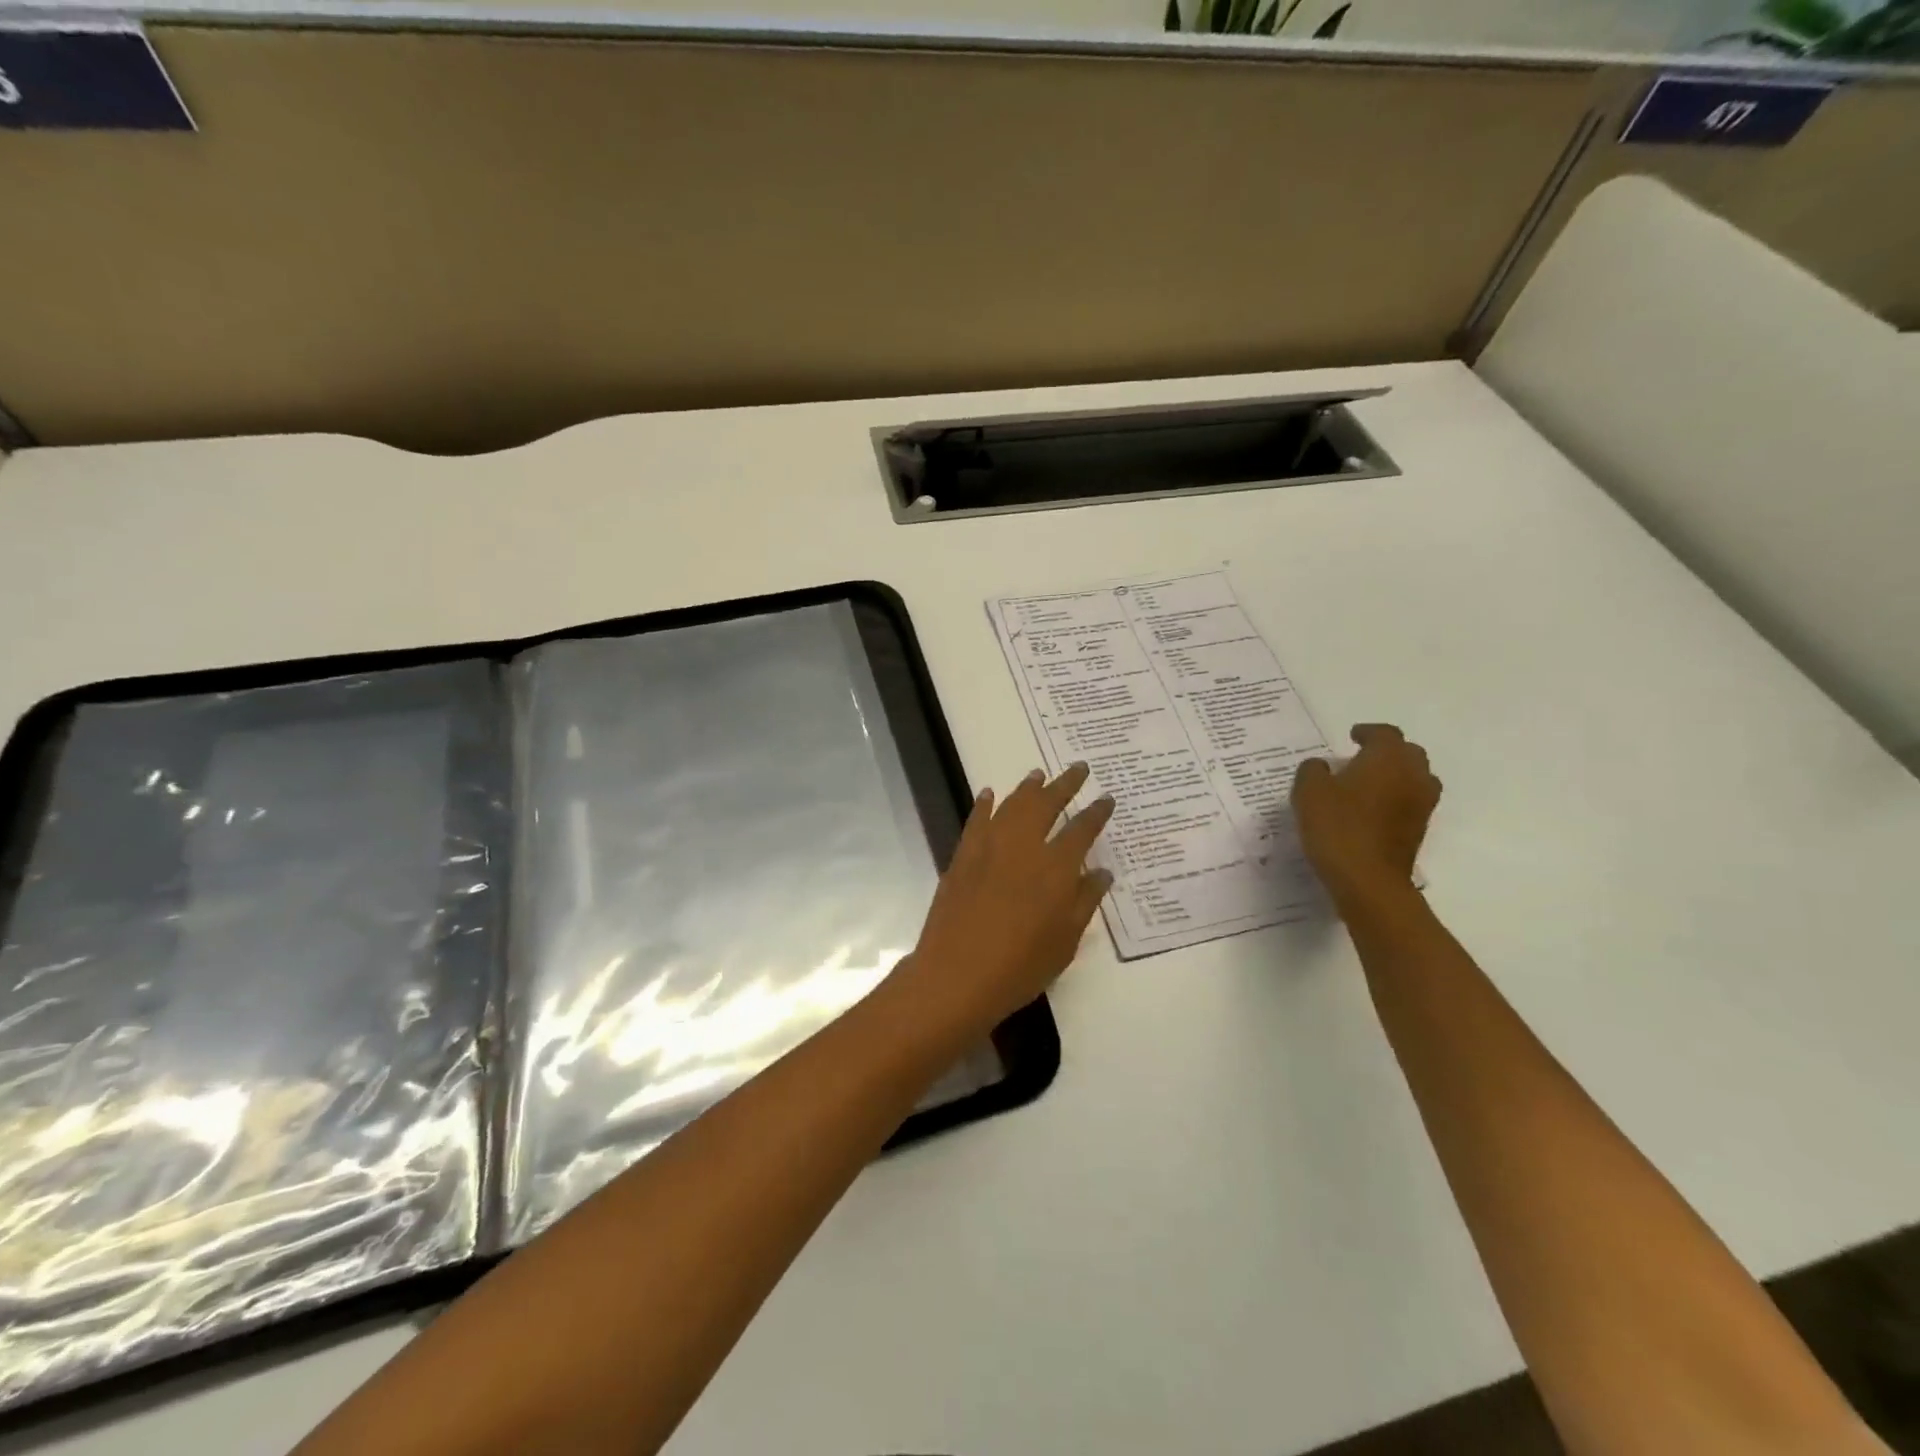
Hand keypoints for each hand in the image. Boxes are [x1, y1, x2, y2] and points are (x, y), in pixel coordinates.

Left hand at [892, 763, 1114, 1038]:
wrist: (957, 975)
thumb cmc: (1020, 967)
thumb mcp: (1065, 942)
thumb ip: (1085, 901)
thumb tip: (1102, 872)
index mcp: (1056, 869)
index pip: (1082, 830)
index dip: (1096, 813)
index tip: (1106, 798)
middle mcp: (1024, 848)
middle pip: (1047, 804)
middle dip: (1065, 784)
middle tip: (1078, 768)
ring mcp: (989, 848)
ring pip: (1012, 805)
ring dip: (1028, 787)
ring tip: (1038, 774)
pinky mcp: (962, 857)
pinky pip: (976, 821)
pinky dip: (984, 804)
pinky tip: (989, 794)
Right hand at [1291, 724, 1440, 913]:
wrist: (1368, 880)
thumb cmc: (1337, 827)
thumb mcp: (1308, 792)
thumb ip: (1313, 771)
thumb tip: (1321, 766)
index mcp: (1388, 758)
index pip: (1384, 734)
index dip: (1368, 732)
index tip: (1352, 736)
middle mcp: (1412, 775)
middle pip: (1408, 753)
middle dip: (1387, 751)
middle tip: (1361, 758)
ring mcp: (1421, 804)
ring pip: (1415, 778)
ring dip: (1396, 776)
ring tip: (1368, 784)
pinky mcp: (1419, 830)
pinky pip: (1410, 802)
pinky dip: (1396, 799)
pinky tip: (1371, 810)